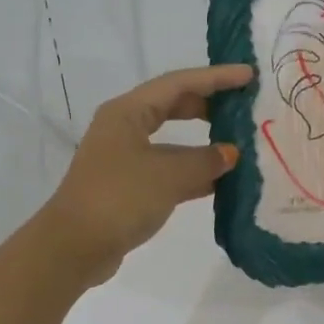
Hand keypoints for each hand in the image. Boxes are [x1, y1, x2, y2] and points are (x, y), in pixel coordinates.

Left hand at [36, 63, 254, 286]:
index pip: (179, 84)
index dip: (216, 78)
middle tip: (244, 107)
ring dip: (204, 145)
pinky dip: (194, 173)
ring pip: (173, 142)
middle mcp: (124, 128)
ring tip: (241, 146)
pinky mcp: (129, 187)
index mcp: (128, 112)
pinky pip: (169, 170)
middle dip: (209, 106)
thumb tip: (230, 154)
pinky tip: (222, 182)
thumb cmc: (119, 198)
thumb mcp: (169, 175)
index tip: (249, 75)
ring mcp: (125, 159)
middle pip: (173, 107)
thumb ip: (205, 161)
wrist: (74, 247)